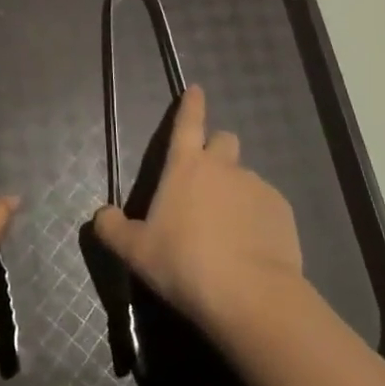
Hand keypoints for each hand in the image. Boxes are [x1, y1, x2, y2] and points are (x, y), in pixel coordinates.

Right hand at [93, 86, 303, 337]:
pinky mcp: (282, 212)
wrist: (251, 296)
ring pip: (245, 177)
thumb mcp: (135, 251)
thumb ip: (113, 229)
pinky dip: (258, 218)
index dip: (190, 104)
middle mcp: (223, 167)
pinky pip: (266, 205)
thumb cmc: (184, 263)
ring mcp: (257, 187)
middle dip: (216, 150)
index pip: (187, 122)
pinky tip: (252, 247)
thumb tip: (102, 216)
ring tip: (229, 229)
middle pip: (224, 141)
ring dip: (236, 191)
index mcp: (185, 166)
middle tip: (206, 180)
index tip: (196, 89)